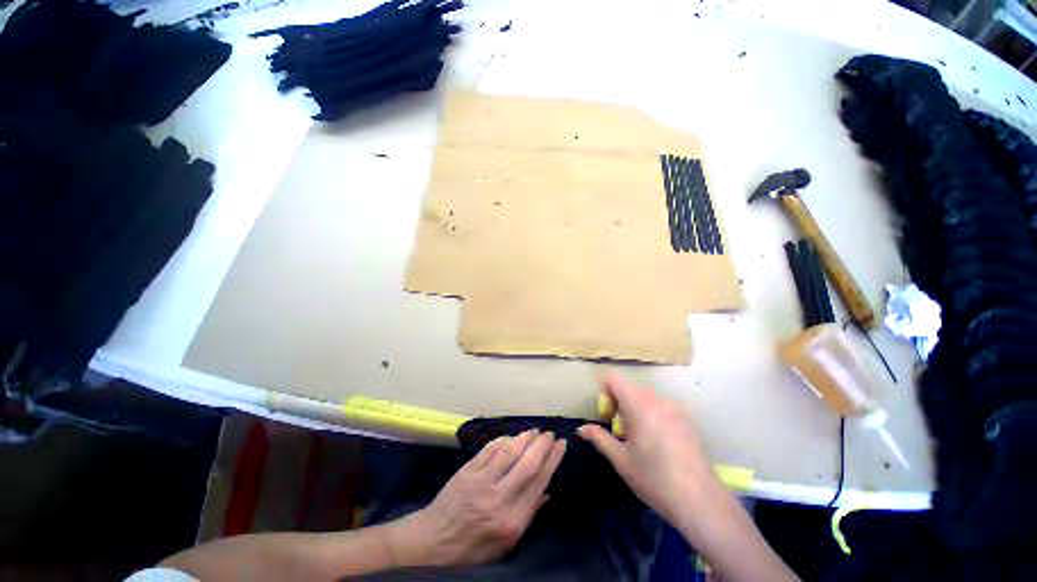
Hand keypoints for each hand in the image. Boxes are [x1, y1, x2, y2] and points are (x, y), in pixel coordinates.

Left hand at [387, 430, 566, 567]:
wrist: (433, 543)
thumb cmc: (472, 548)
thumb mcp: (505, 546)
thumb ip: (528, 516)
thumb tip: (548, 492)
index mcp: (512, 521)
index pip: (539, 482)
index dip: (553, 460)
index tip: (561, 445)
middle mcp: (499, 499)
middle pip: (528, 463)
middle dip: (542, 445)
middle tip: (550, 434)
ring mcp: (481, 482)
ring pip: (510, 451)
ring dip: (525, 438)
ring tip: (535, 431)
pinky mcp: (467, 471)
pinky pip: (489, 449)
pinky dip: (503, 440)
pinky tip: (511, 437)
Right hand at [577, 374, 735, 536]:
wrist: (700, 500)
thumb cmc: (654, 478)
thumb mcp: (621, 459)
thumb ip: (599, 438)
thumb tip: (581, 429)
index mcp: (638, 404)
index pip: (613, 378)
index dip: (604, 391)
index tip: (607, 415)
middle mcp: (657, 398)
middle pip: (629, 388)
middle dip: (619, 403)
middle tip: (620, 431)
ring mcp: (675, 407)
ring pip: (645, 397)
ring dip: (635, 409)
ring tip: (640, 439)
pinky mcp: (687, 418)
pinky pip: (661, 406)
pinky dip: (651, 414)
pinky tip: (659, 443)